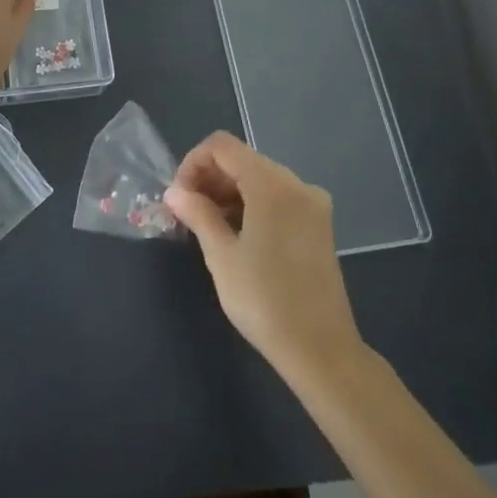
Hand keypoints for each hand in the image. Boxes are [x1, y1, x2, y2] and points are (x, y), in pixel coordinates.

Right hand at [165, 133, 362, 377]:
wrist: (321, 351)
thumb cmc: (265, 301)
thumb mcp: (221, 256)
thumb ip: (197, 214)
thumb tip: (174, 192)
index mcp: (272, 184)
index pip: (222, 146)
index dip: (194, 163)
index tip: (179, 197)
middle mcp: (296, 184)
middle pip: (242, 159)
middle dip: (209, 178)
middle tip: (186, 213)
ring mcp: (312, 204)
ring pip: (259, 178)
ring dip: (228, 193)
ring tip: (207, 226)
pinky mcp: (318, 225)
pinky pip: (277, 198)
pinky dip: (251, 205)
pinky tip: (235, 234)